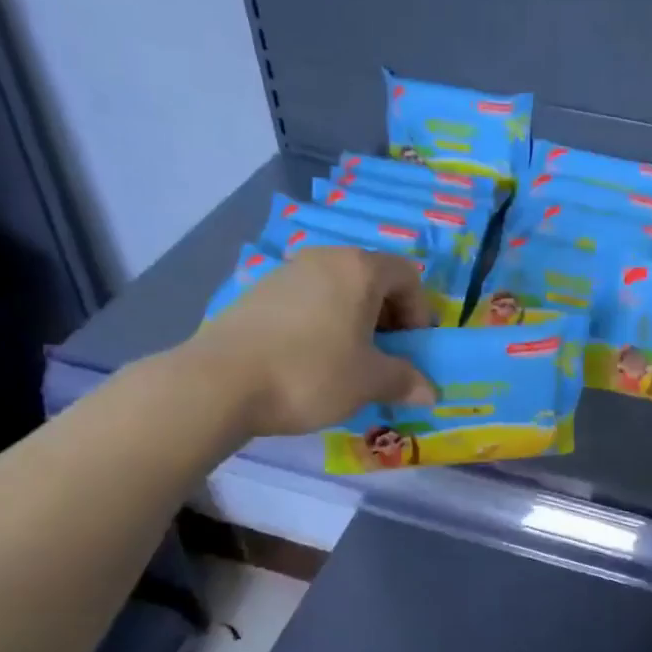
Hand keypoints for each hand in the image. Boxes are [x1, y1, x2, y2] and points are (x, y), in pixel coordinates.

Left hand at [181, 247, 436, 437]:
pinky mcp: (258, 293)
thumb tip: (430, 392)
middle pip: (372, 279)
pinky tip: (311, 360)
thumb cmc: (311, 373)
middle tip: (385, 357)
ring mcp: (287, 272)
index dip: (420, 312)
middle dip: (388, 318)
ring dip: (354, 322)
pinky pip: (308, 302)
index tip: (413, 349)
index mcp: (359, 270)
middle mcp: (324, 259)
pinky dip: (322, 324)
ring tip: (348, 362)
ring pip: (338, 291)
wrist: (221, 382)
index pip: (408, 276)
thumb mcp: (369, 382)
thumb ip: (405, 381)